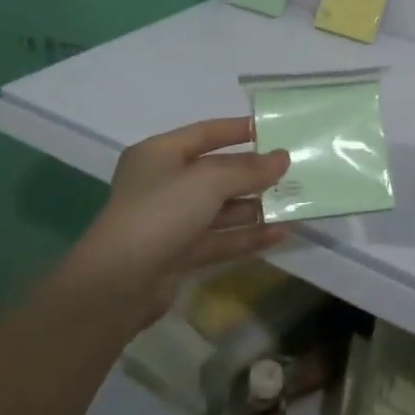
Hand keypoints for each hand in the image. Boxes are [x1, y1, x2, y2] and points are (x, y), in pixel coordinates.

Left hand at [68, 117, 291, 322]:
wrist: (119, 283)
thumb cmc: (161, 212)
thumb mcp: (209, 181)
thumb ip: (248, 169)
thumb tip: (283, 158)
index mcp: (159, 154)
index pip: (205, 133)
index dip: (238, 130)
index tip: (273, 130)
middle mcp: (163, 183)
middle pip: (215, 173)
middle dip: (253, 174)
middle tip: (292, 171)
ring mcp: (170, 221)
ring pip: (220, 209)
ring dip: (255, 208)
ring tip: (295, 204)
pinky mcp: (178, 254)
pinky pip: (219, 239)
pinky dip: (247, 236)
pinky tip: (281, 234)